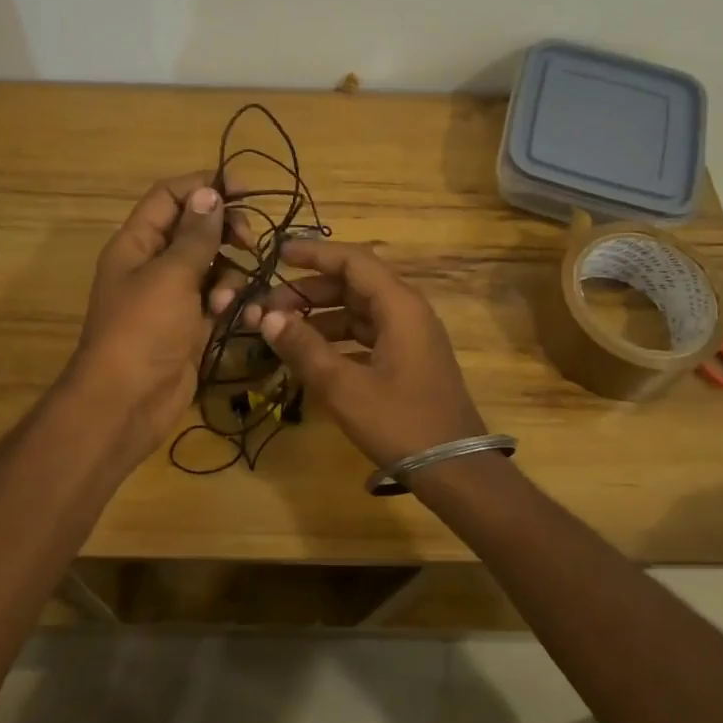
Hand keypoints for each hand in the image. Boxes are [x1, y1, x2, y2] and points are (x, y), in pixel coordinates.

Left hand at [67, 173, 245, 460]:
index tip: (243, 188)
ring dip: (229, 275)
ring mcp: (172, 297)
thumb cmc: (143, 330)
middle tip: (249, 240)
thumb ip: (195, 235)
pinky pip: (217, 300)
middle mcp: (153, 265)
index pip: (170, 197)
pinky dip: (229, 303)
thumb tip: (209, 193)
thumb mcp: (170, 276)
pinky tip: (234, 317)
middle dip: (225, 231)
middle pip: (195, 229)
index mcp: (136, 243)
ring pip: (212, 266)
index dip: (204, 186)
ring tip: (226, 300)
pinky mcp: (190, 326)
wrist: (127, 402)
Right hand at [244, 239, 485, 470]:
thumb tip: (267, 317)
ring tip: (283, 331)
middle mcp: (407, 312)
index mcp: (399, 306)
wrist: (455, 469)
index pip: (353, 260)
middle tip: (270, 307)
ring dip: (321, 316)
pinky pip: (367, 334)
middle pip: (354, 284)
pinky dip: (338, 338)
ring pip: (359, 311)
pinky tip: (311, 354)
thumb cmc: (400, 422)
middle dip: (310, 291)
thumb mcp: (344, 387)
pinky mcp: (408, 360)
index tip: (278, 255)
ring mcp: (410, 337)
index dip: (314, 253)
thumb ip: (304, 348)